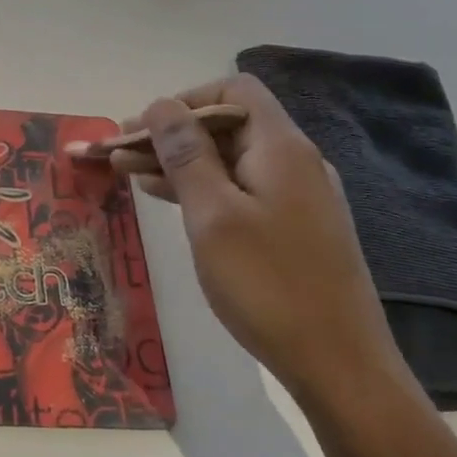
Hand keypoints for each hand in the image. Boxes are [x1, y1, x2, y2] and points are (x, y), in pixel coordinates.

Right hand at [114, 74, 407, 404]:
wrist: (338, 365)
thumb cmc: (268, 284)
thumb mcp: (213, 214)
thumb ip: (185, 153)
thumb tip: (162, 103)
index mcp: (280, 147)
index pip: (232, 91)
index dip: (184, 100)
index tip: (141, 129)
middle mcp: (294, 161)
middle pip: (227, 124)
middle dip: (170, 134)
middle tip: (118, 154)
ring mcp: (297, 196)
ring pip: (229, 160)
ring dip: (180, 163)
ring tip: (128, 175)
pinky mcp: (293, 228)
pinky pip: (240, 190)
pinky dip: (202, 189)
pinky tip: (169, 201)